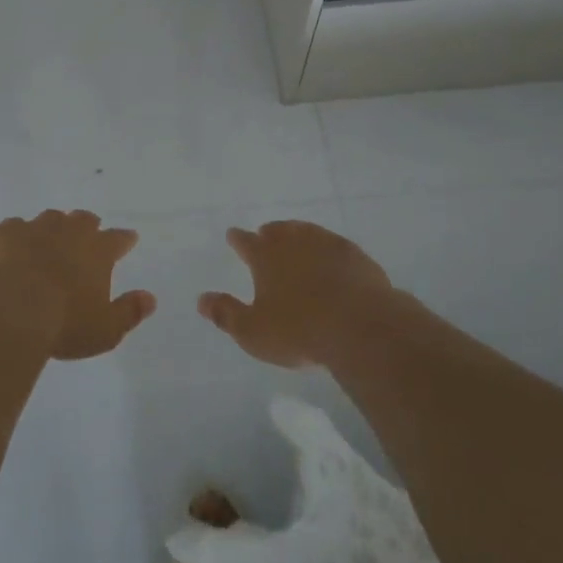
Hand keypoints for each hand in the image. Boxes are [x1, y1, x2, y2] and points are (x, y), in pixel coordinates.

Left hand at [0, 210, 155, 359]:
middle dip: (88, 225)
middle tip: (88, 234)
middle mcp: (68, 232)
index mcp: (97, 251)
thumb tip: (150, 298)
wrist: (9, 313)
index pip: (118, 239)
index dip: (124, 239)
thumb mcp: (105, 330)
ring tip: (50, 240)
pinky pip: (14, 228)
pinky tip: (13, 249)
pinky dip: (17, 237)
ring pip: (50, 218)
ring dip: (53, 227)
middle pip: (83, 219)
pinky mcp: (3, 234)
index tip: (129, 239)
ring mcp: (34, 229)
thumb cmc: (63, 324)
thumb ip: (129, 312)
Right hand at [198, 220, 393, 367]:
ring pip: (306, 232)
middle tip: (265, 233)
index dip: (237, 239)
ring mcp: (326, 244)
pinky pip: (335, 245)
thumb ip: (226, 314)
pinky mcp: (354, 255)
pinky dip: (328, 249)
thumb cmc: (299, 331)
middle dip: (269, 233)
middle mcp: (293, 242)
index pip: (245, 242)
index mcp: (265, 257)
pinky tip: (332, 257)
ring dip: (298, 234)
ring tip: (296, 238)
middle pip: (277, 230)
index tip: (232, 235)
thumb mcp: (253, 332)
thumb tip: (201, 299)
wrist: (361, 327)